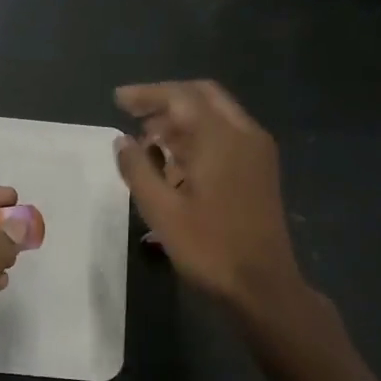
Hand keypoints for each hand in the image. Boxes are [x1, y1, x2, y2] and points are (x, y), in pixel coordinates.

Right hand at [114, 81, 303, 309]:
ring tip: (147, 139)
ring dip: (182, 118)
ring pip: (216, 115)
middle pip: (203, 96)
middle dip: (166, 99)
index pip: (180, 97)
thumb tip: (122, 140)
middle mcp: (244, 134)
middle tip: (134, 112)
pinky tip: (174, 159)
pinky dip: (198, 135)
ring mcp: (257, 152)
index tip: (117, 99)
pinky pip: (226, 135)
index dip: (147, 94)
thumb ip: (138, 169)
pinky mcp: (260, 170)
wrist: (263, 286)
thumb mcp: (162, 211)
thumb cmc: (209, 248)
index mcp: (221, 138)